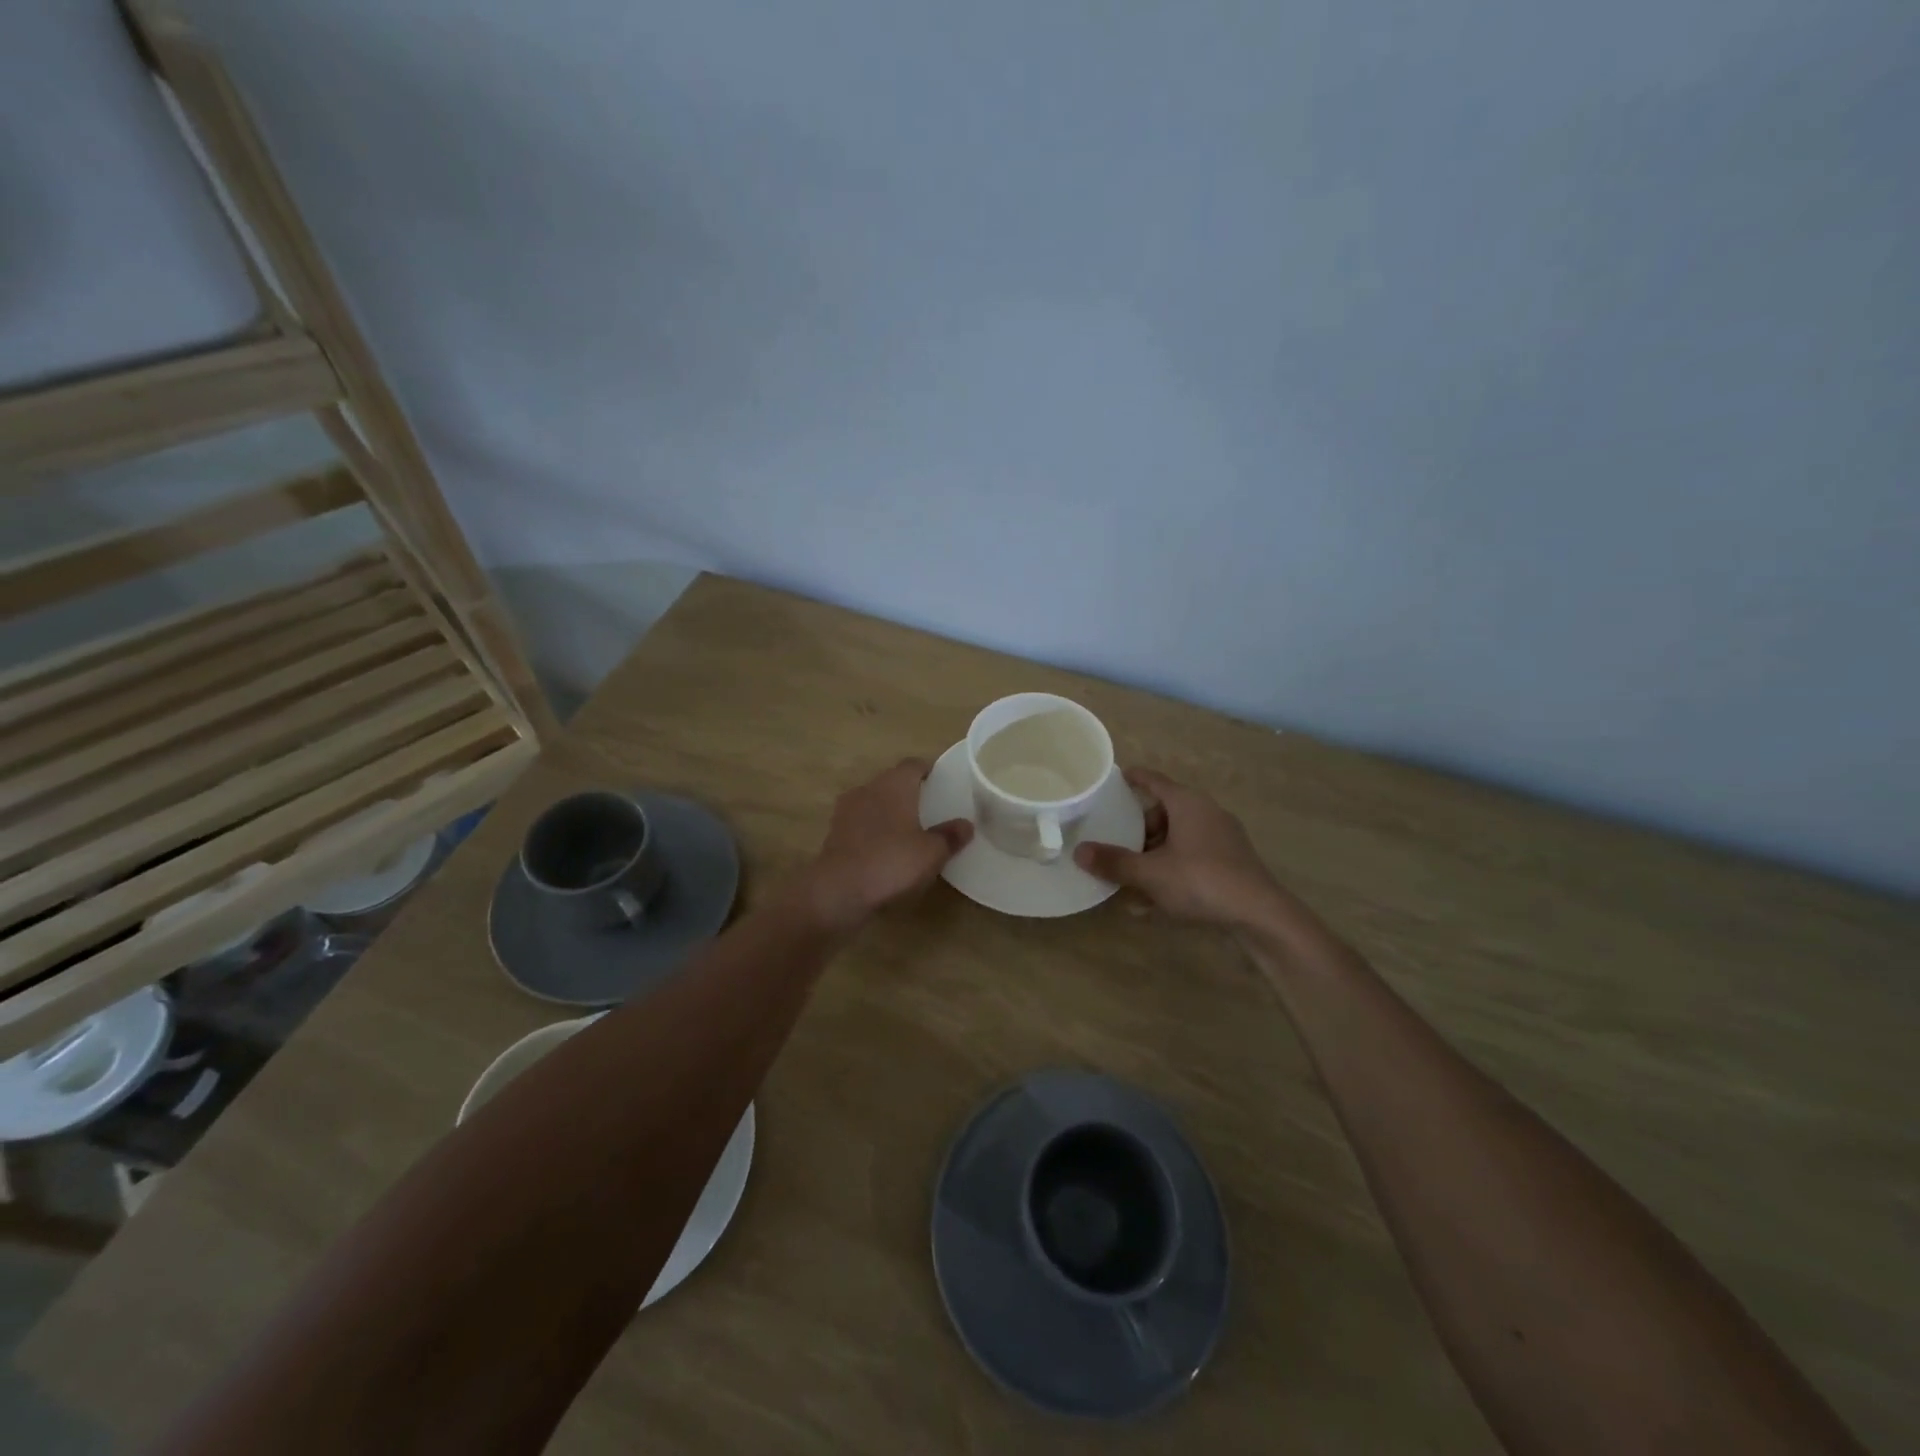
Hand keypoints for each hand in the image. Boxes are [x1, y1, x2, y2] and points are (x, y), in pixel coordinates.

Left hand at [800, 759, 972, 933]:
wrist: (838, 890)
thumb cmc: (891, 862)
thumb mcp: (931, 853)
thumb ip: (950, 836)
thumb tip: (966, 825)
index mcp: (894, 784)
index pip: (913, 765)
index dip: (928, 770)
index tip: (941, 781)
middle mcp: (868, 789)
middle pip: (892, 781)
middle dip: (909, 791)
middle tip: (930, 807)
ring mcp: (847, 810)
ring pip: (874, 801)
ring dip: (889, 811)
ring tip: (909, 829)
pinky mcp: (835, 833)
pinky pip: (861, 823)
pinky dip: (874, 829)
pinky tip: (885, 848)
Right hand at [1075, 767, 1280, 928]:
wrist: (1261, 915)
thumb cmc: (1201, 880)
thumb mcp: (1150, 873)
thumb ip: (1114, 862)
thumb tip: (1079, 852)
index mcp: (1187, 803)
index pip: (1154, 781)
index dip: (1132, 778)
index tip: (1115, 778)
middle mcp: (1206, 813)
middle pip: (1163, 813)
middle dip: (1138, 831)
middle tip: (1115, 845)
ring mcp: (1222, 839)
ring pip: (1177, 840)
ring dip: (1152, 857)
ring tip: (1129, 881)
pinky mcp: (1231, 864)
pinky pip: (1191, 859)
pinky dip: (1171, 872)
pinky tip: (1152, 902)